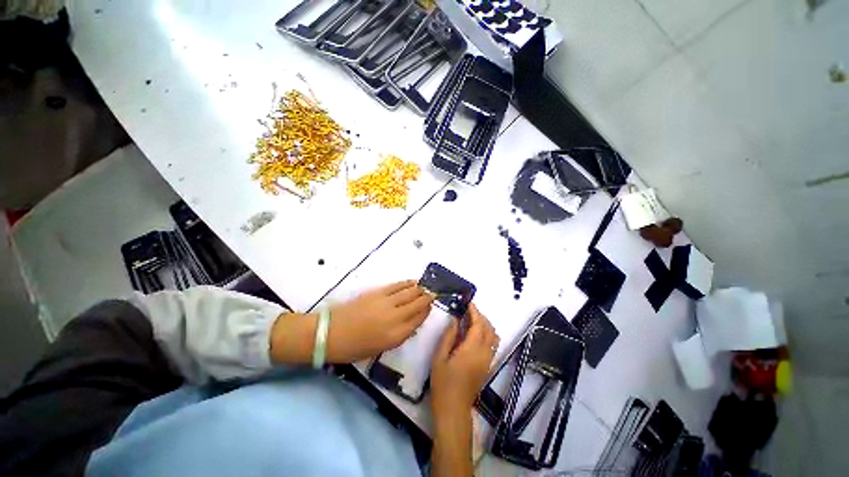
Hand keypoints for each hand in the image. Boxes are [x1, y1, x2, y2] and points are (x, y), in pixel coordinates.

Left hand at [327, 280, 433, 362]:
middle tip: (433, 293)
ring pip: (410, 293)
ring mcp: (387, 302)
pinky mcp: (378, 292)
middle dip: (427, 298)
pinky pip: (397, 286)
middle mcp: (395, 317)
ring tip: (426, 287)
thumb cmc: (354, 347)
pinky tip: (413, 282)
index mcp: (396, 335)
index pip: (419, 320)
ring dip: (420, 289)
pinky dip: (407, 283)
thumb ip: (399, 335)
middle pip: (417, 304)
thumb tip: (411, 324)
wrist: (330, 333)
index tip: (431, 306)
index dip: (427, 311)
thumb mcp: (380, 348)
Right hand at [430, 303, 499, 421]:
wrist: (454, 409)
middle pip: (489, 328)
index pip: (478, 324)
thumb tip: (456, 320)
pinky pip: (492, 345)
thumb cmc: (443, 383)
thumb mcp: (440, 357)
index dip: (475, 311)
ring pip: (493, 336)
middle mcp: (484, 353)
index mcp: (471, 350)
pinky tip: (474, 334)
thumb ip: (449, 336)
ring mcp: (488, 360)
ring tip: (471, 320)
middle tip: (468, 310)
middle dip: (480, 316)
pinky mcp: (488, 366)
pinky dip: (487, 334)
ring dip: (485, 324)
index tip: (468, 302)